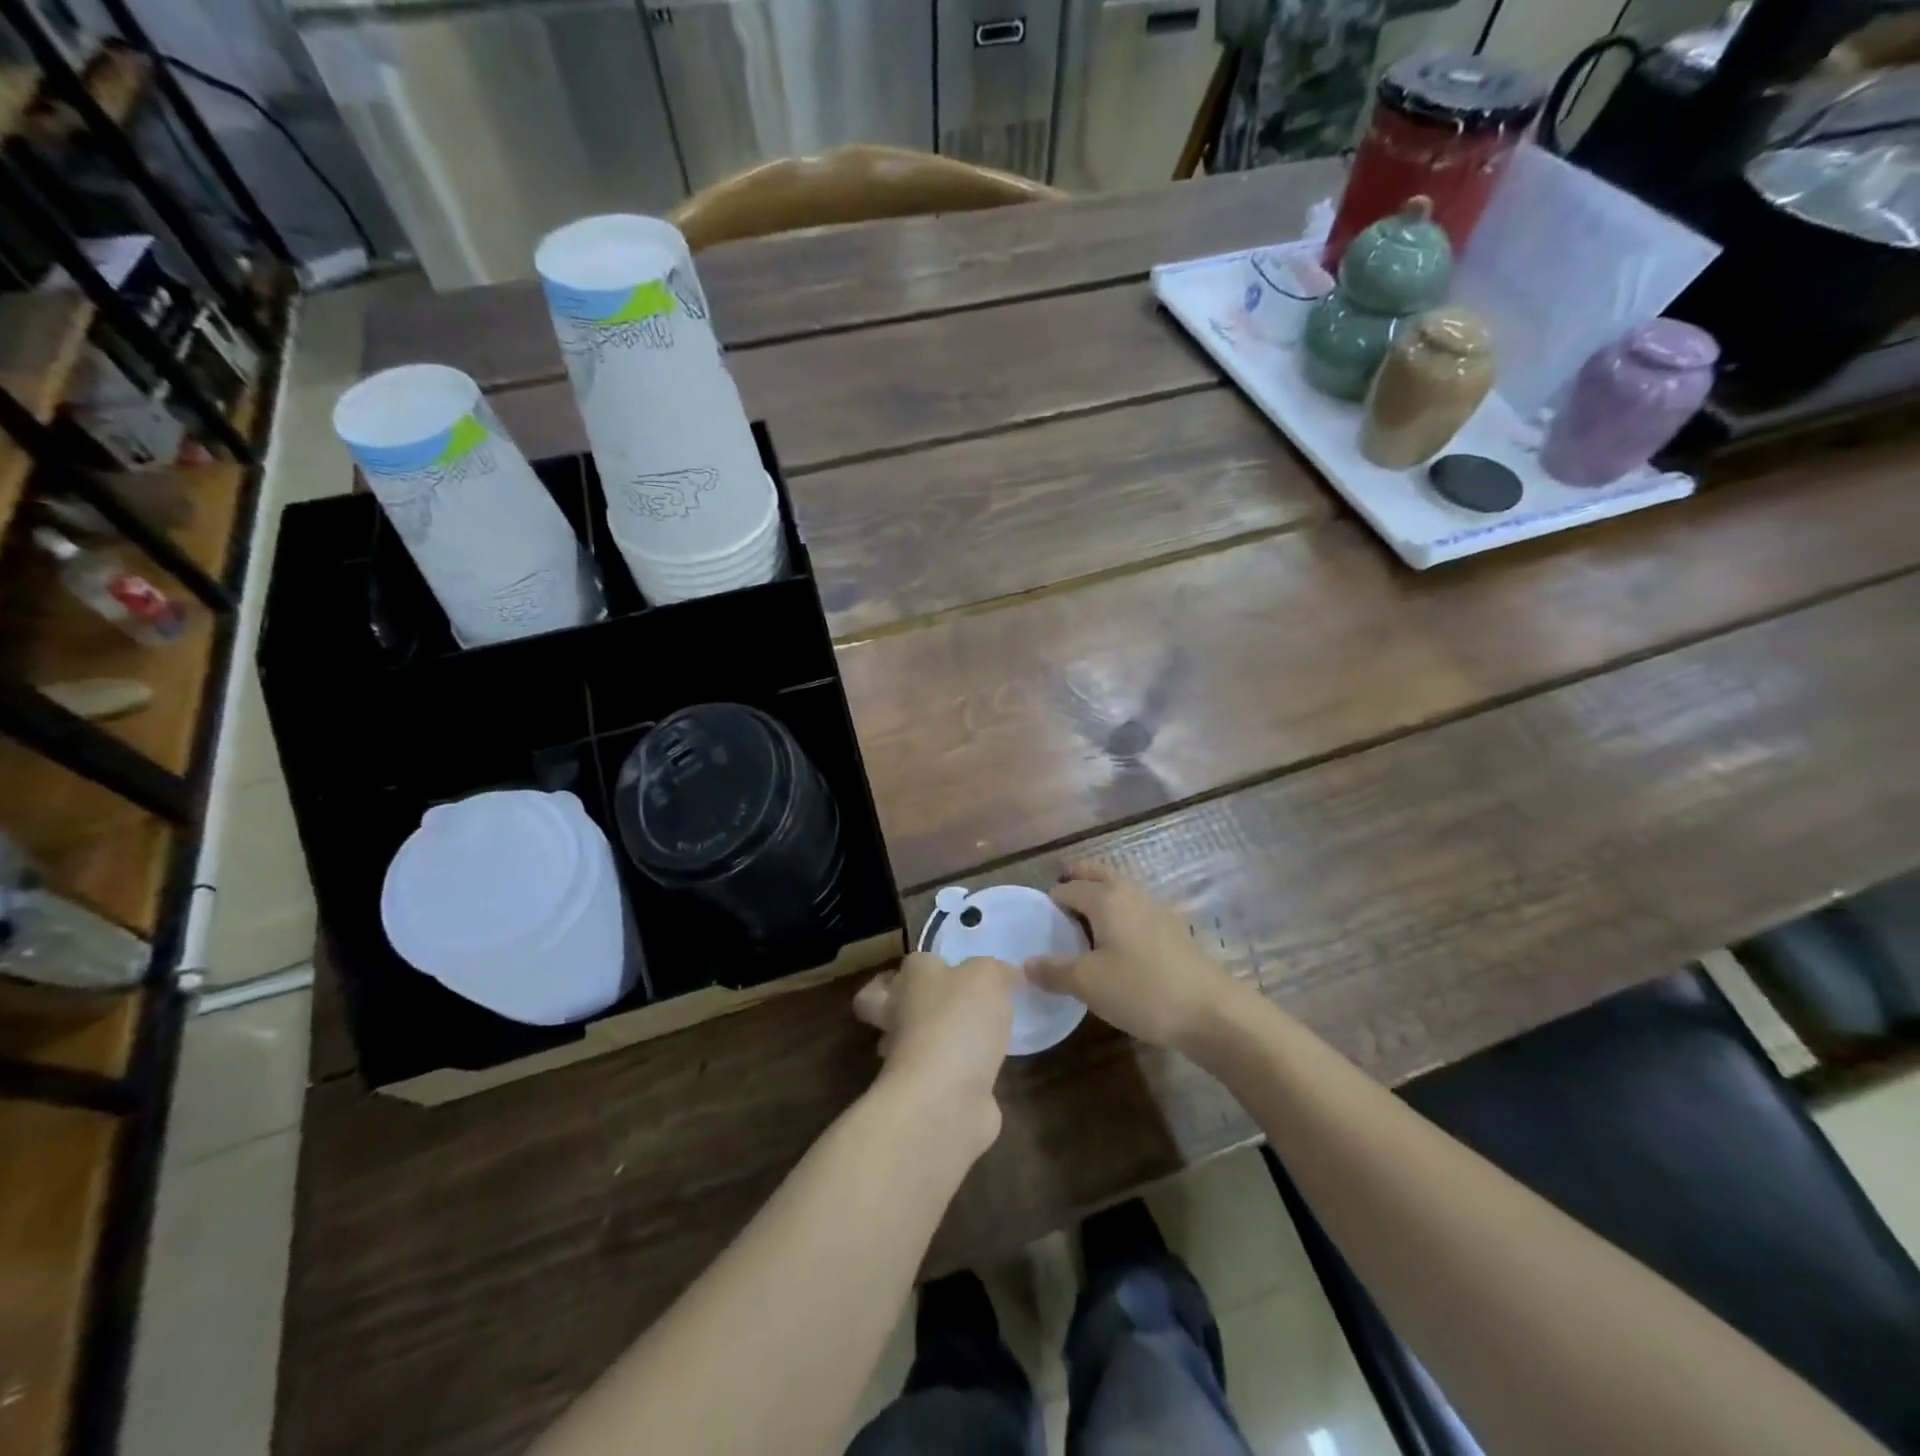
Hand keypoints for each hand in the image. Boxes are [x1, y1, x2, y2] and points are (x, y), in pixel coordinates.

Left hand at [853, 953, 1016, 1146]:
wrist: (945, 1098)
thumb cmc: (960, 1021)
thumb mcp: (987, 977)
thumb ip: (995, 971)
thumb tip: (1005, 975)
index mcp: (911, 979)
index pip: (909, 965)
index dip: (928, 964)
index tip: (957, 968)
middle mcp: (900, 1016)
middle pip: (887, 1003)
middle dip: (910, 1002)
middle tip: (948, 1001)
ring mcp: (908, 1059)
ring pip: (913, 1040)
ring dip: (936, 1039)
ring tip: (974, 1035)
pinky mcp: (925, 1094)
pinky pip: (941, 1074)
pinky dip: (959, 1072)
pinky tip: (986, 1067)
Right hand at [1026, 861, 1238, 1049]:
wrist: (1210, 1010)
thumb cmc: (1142, 990)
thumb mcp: (1089, 984)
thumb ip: (1054, 971)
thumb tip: (1025, 964)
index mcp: (1106, 898)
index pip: (1069, 888)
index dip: (1050, 899)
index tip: (1037, 915)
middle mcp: (1130, 893)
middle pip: (1097, 873)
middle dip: (1076, 876)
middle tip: (1058, 889)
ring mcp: (1156, 909)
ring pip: (1120, 887)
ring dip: (1099, 890)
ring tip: (1083, 912)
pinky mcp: (1172, 929)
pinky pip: (1135, 906)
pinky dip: (1119, 909)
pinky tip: (1117, 936)